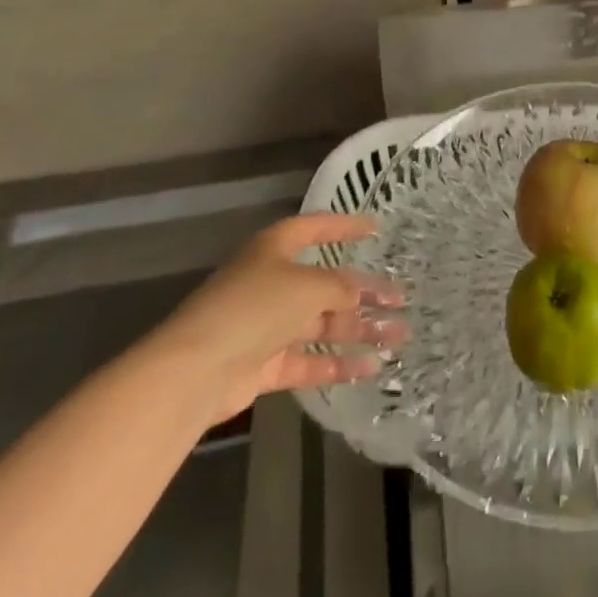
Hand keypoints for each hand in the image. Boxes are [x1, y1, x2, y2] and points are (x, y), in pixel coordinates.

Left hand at [146, 214, 405, 424]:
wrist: (196, 369)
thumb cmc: (254, 307)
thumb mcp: (306, 286)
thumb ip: (339, 288)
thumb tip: (358, 294)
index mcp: (275, 248)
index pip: (316, 228)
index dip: (345, 226)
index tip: (376, 229)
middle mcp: (271, 282)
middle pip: (325, 283)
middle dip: (363, 292)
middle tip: (401, 299)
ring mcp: (266, 325)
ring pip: (321, 324)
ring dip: (358, 330)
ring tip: (397, 337)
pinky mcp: (263, 364)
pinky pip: (307, 361)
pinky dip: (335, 364)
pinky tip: (368, 369)